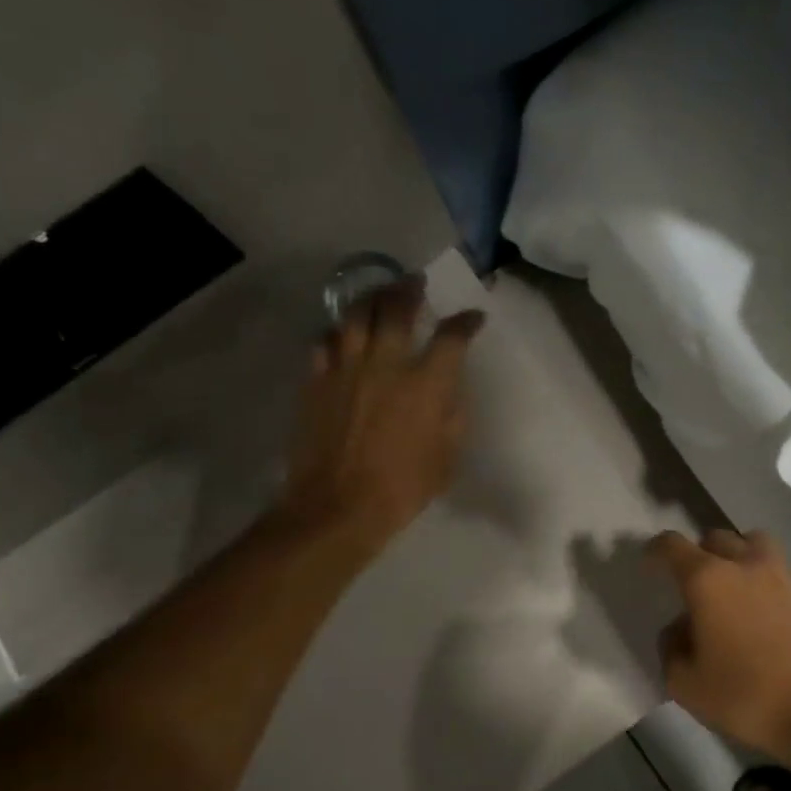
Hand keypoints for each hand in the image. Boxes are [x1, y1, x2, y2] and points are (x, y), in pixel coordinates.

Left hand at [281, 277, 484, 553]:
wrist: (338, 506)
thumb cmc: (402, 489)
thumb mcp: (446, 458)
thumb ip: (452, 417)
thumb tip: (448, 392)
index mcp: (426, 384)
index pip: (452, 337)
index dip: (466, 323)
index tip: (473, 318)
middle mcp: (386, 364)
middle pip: (397, 308)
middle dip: (410, 290)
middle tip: (416, 283)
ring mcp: (346, 368)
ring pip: (356, 314)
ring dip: (371, 298)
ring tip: (379, 294)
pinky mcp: (317, 380)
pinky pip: (325, 341)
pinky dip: (338, 331)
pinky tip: (342, 334)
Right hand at [649, 529, 790, 767]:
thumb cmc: (747, 698)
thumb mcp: (686, 685)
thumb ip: (672, 650)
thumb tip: (679, 630)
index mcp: (710, 581)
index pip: (673, 546)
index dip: (657, 549)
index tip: (650, 558)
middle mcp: (750, 567)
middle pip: (719, 537)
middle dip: (702, 551)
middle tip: (696, 579)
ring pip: (760, 547)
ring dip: (743, 557)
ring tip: (739, 587)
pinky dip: (777, 592)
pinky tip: (778, 624)